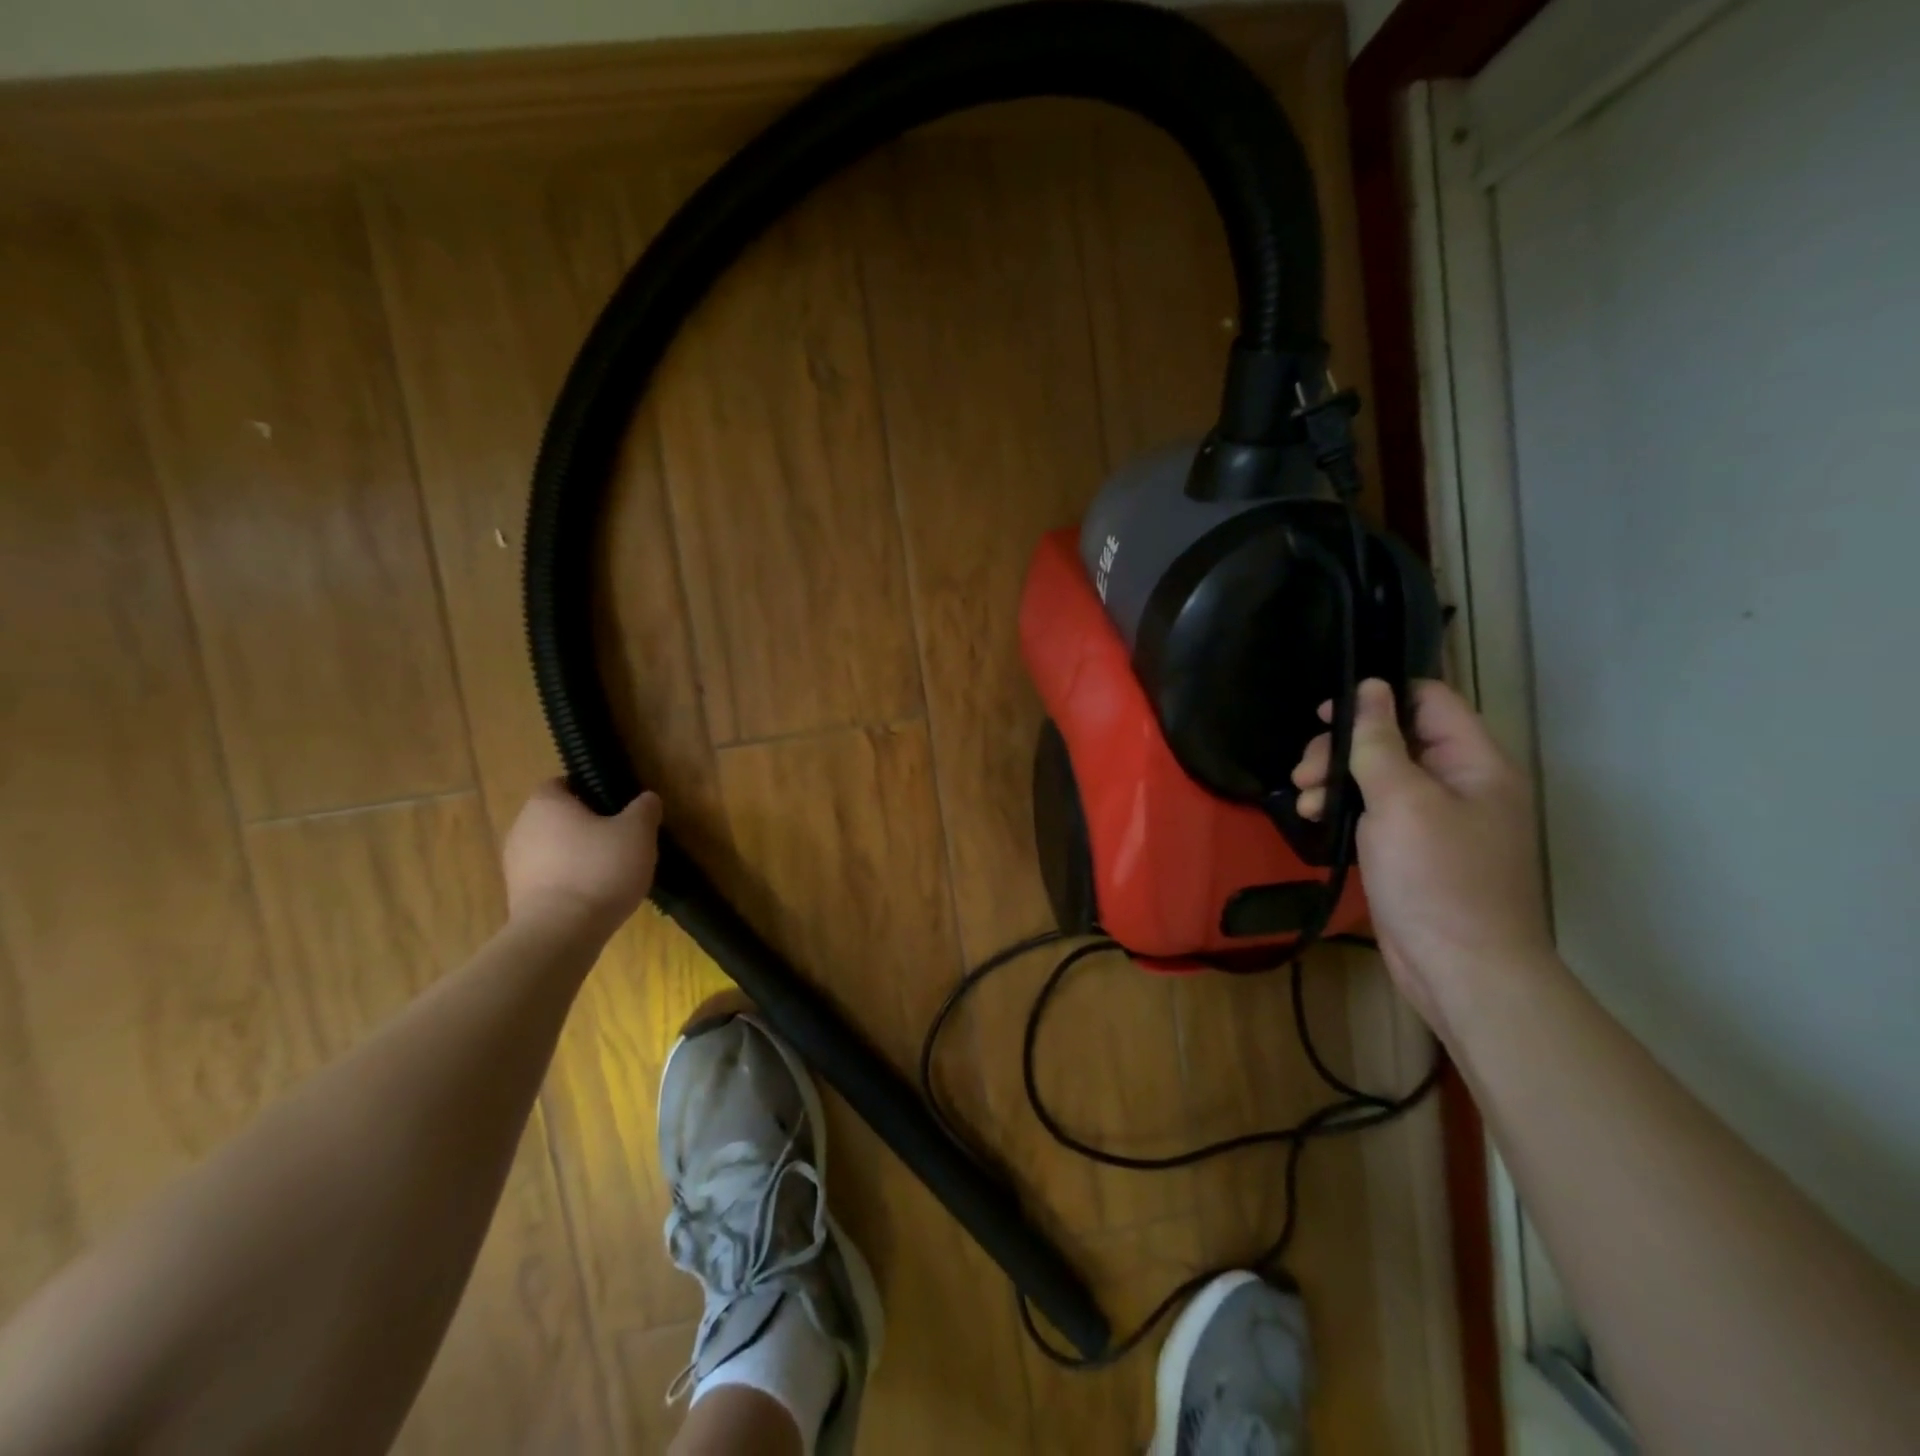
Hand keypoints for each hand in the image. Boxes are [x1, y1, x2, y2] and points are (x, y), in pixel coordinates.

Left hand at [502, 781, 662, 937]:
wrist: (560, 933)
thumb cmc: (599, 869)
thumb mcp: (637, 832)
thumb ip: (644, 809)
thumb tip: (646, 799)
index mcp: (546, 803)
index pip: (563, 783)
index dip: (590, 791)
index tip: (616, 807)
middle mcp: (522, 827)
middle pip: (557, 818)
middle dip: (586, 825)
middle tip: (620, 839)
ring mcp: (515, 865)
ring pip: (553, 849)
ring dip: (577, 855)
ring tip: (611, 871)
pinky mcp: (518, 896)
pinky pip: (549, 878)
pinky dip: (569, 881)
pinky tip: (595, 895)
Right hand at [1293, 679, 1553, 1034]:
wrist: (1461, 970)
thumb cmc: (1437, 878)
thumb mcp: (1402, 801)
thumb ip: (1380, 742)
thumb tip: (1369, 688)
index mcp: (1474, 763)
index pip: (1429, 701)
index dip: (1379, 697)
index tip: (1328, 712)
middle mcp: (1458, 784)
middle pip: (1394, 739)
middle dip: (1343, 749)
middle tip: (1305, 771)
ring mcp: (1435, 819)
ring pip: (1376, 776)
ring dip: (1334, 780)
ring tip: (1303, 803)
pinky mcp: (1411, 849)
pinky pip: (1373, 811)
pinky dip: (1342, 810)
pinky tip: (1313, 820)